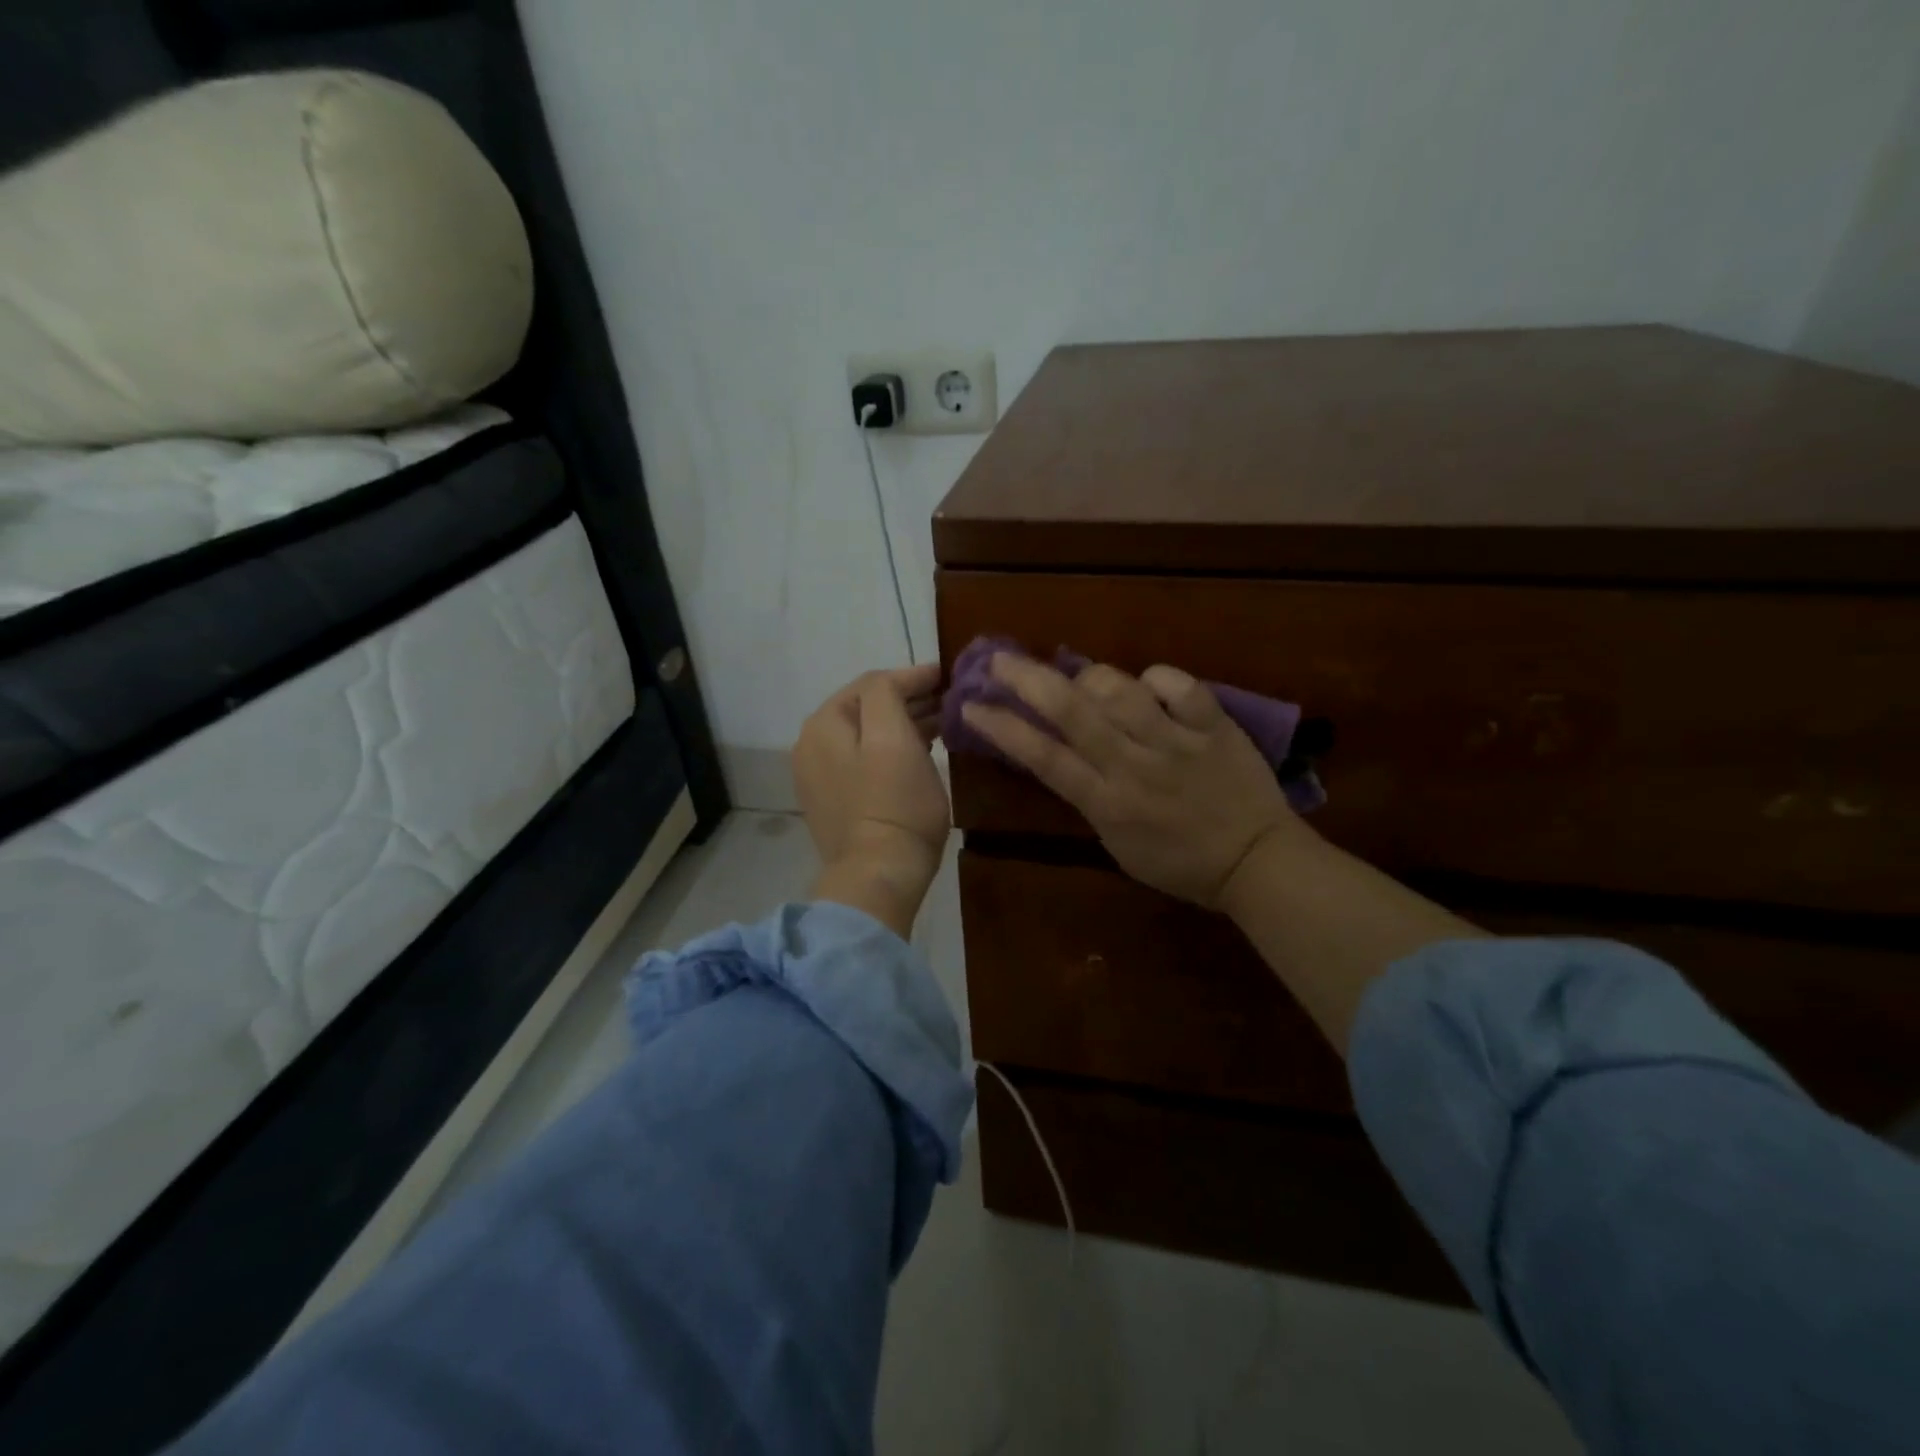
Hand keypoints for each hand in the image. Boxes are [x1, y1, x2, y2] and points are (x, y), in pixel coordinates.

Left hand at [794, 664, 949, 937]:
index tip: (946, 675)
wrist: (879, 874)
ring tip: (939, 724)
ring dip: (901, 724)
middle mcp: (811, 744)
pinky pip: (863, 760)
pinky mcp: (833, 801)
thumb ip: (887, 694)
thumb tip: (897, 681)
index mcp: (823, 724)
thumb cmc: (895, 803)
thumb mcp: (894, 737)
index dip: (912, 676)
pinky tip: (917, 752)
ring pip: (866, 734)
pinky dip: (889, 749)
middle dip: (907, 700)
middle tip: (947, 700)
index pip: (872, 684)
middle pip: (865, 708)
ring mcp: (819, 775)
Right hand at [960, 654, 1306, 908]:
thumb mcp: (1118, 844)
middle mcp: (1133, 766)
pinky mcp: (1213, 725)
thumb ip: (1090, 799)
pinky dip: (1157, 678)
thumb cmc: (1180, 864)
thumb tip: (1062, 755)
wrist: (1256, 862)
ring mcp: (1174, 742)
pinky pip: (1179, 685)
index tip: (972, 706)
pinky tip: (1149, 685)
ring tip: (1078, 676)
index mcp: (1107, 803)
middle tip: (1000, 660)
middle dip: (1028, 680)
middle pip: (1072, 713)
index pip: (1043, 757)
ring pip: (1120, 691)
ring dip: (1089, 676)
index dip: (1003, 728)